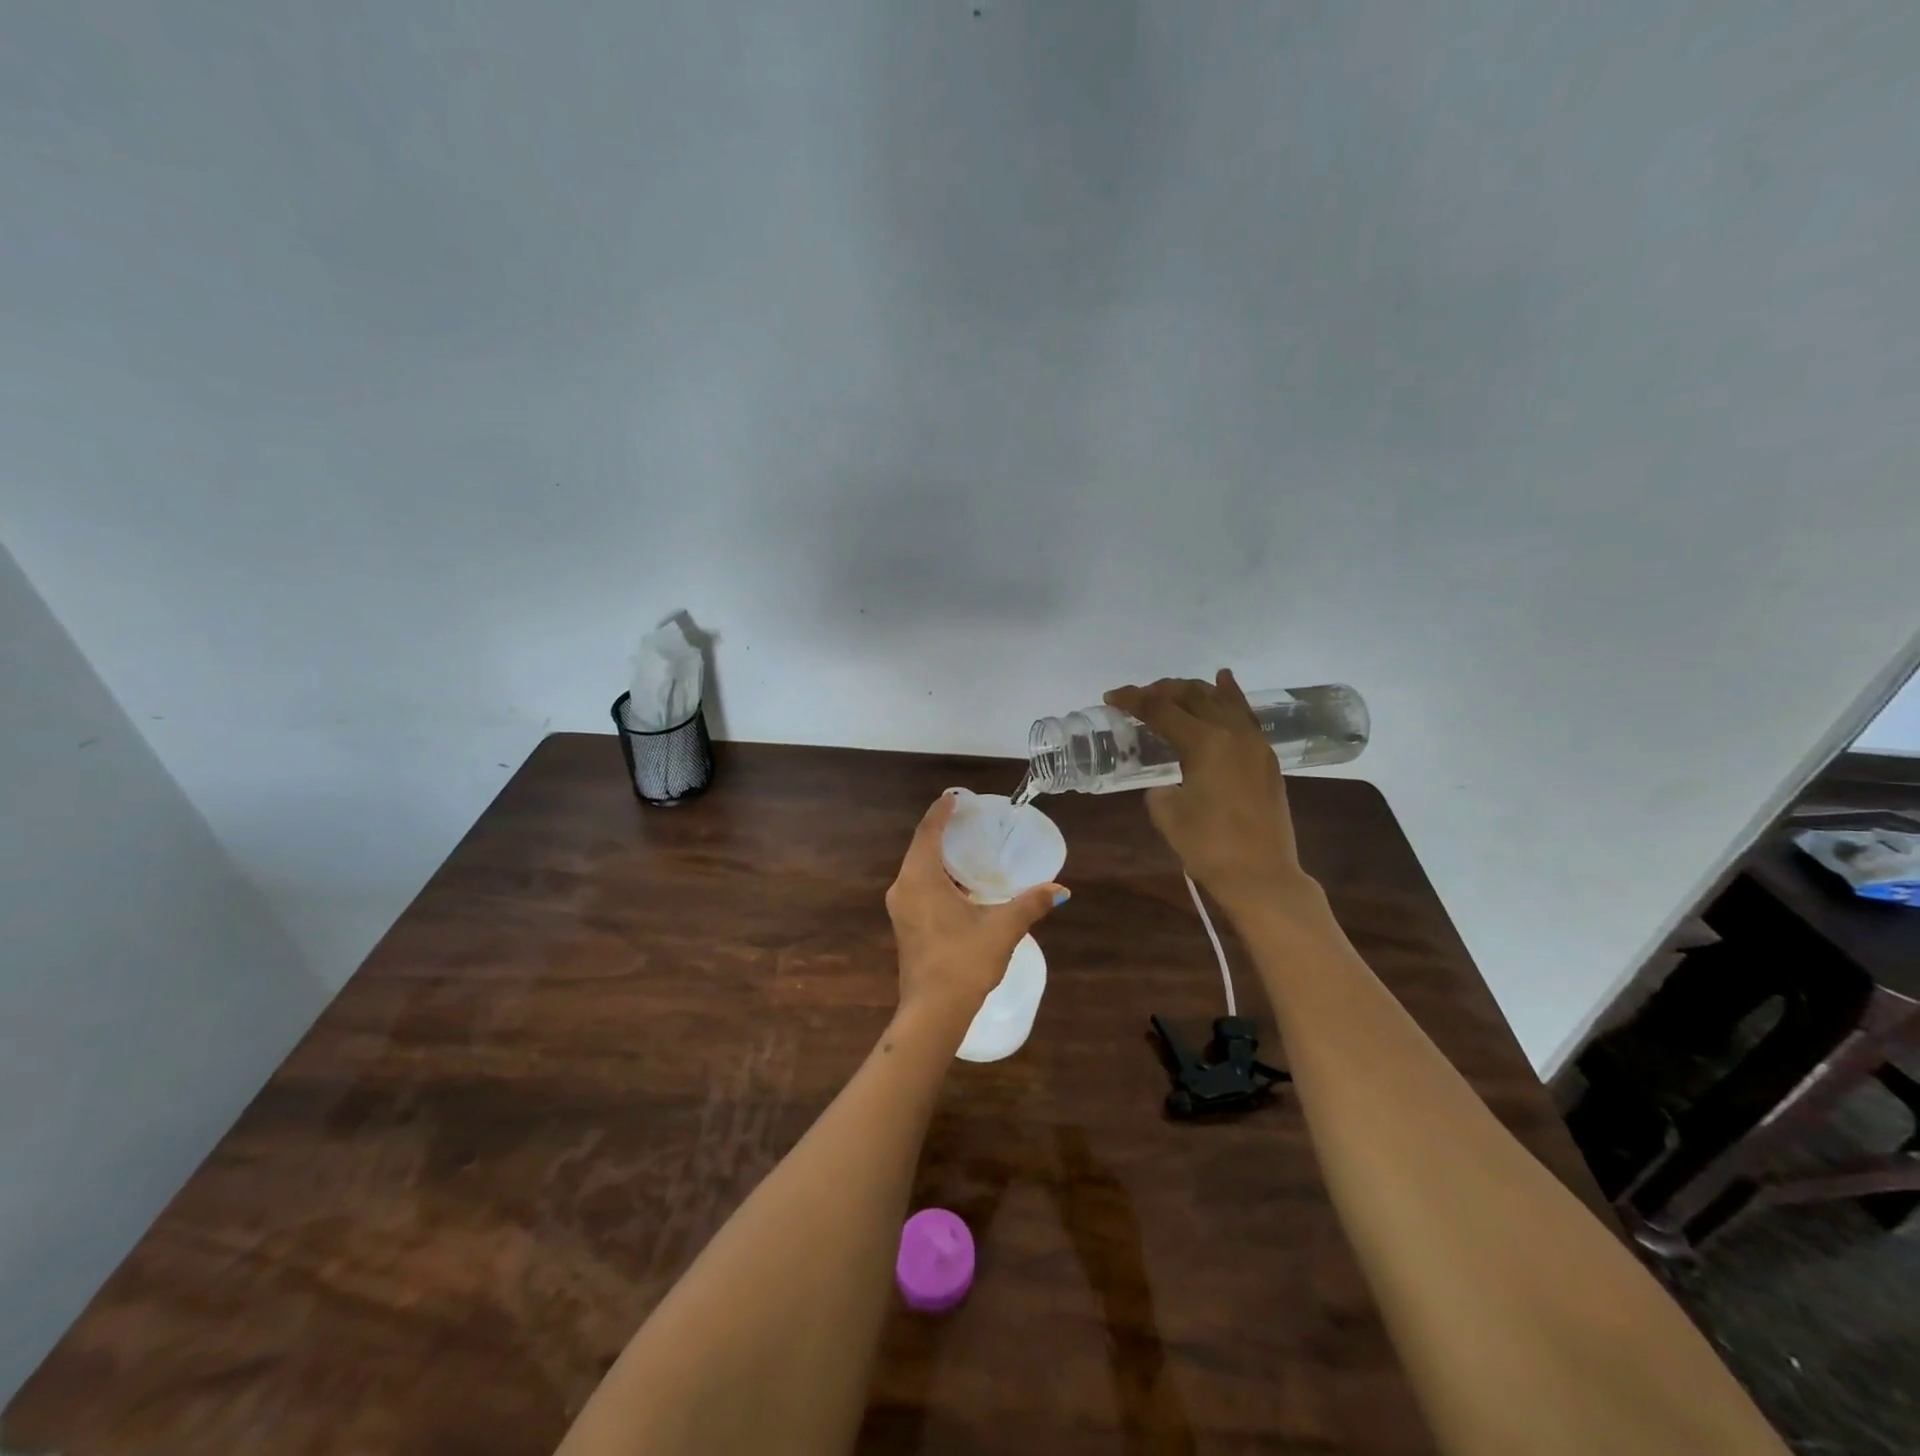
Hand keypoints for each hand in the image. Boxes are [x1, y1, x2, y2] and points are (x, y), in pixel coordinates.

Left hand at [886, 792, 1065, 1020]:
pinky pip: (919, 888)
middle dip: (942, 832)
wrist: (933, 1012)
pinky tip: (962, 886)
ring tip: (969, 849)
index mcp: (920, 878)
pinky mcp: (905, 925)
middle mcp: (903, 887)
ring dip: (940, 858)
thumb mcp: (1002, 928)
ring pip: (919, 870)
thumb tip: (1060, 890)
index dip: (941, 811)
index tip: (955, 797)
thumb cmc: (964, 961)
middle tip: (969, 821)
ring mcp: (901, 908)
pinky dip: (938, 878)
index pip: (928, 831)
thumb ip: (1030, 904)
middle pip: (921, 848)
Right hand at [1104, 669, 1312, 914]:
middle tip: (1138, 698)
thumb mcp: (1166, 813)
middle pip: (1192, 696)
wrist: (1261, 876)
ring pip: (1221, 699)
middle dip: (1161, 691)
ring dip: (1193, 690)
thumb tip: (1167, 782)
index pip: (1161, 710)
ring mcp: (1254, 743)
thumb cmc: (1208, 846)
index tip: (1111, 697)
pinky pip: (1244, 714)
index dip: (1133, 700)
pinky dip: (1230, 695)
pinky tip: (1222, 680)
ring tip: (1171, 691)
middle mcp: (1232, 733)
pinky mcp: (1265, 758)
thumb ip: (1159, 786)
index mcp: (1205, 743)